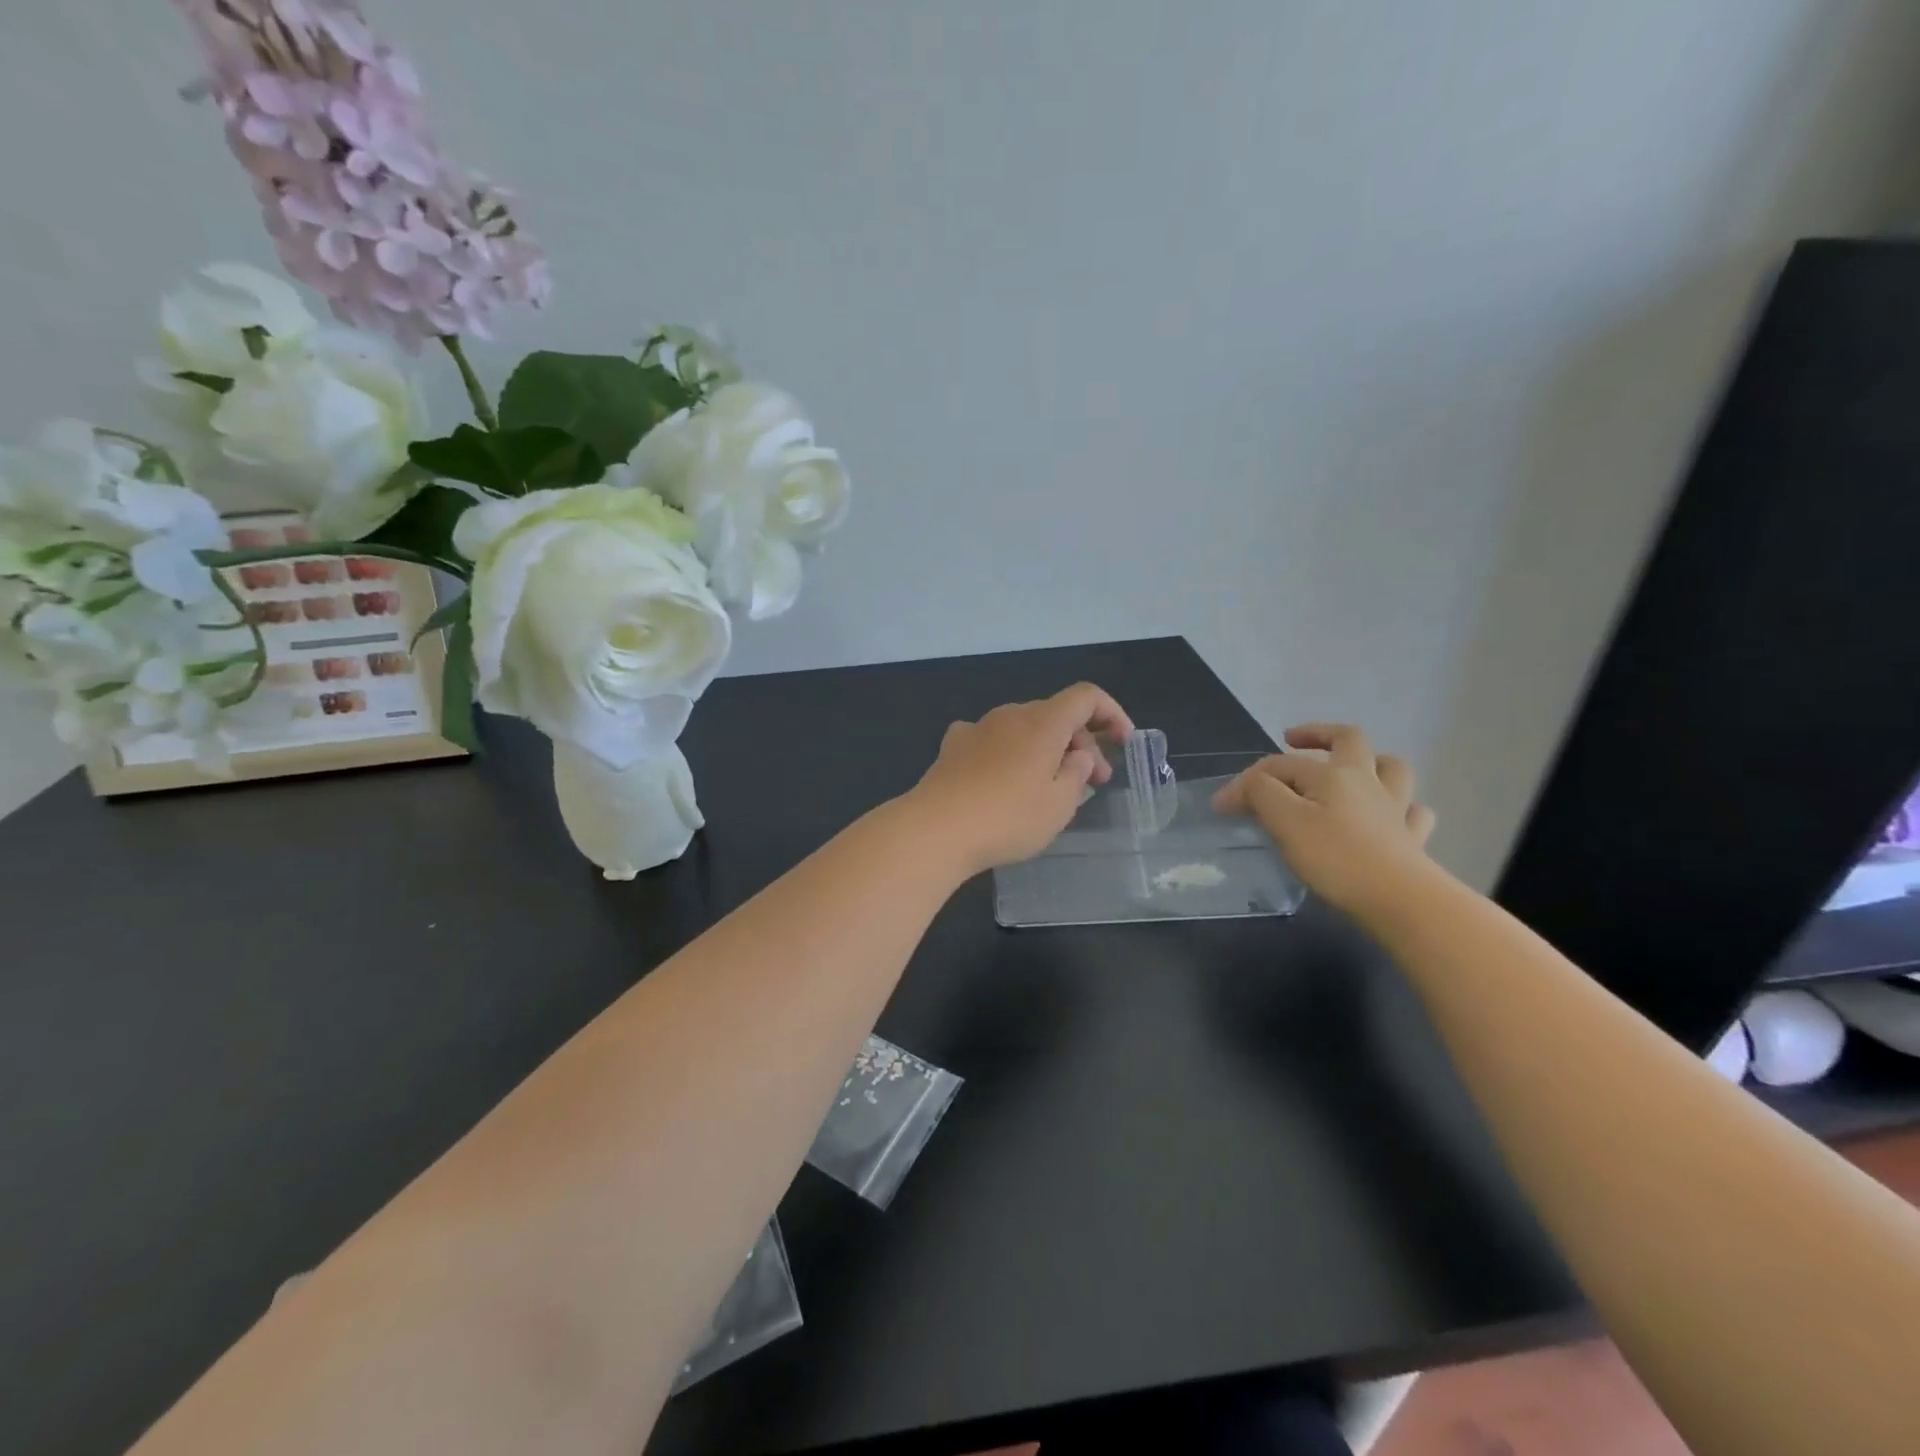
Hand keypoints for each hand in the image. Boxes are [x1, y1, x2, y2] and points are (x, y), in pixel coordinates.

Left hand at [908, 683, 1133, 873]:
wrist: (936, 829)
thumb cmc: (1008, 818)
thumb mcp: (1059, 804)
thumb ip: (1078, 774)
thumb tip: (1079, 756)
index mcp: (1043, 722)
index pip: (1086, 696)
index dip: (1111, 713)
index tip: (1123, 743)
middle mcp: (1010, 714)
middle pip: (1055, 714)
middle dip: (1081, 742)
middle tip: (1093, 782)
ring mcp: (977, 728)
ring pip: (1023, 727)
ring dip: (1045, 749)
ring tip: (1050, 786)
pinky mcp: (952, 747)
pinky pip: (992, 739)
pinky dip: (1009, 753)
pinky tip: (1003, 778)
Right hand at [1213, 723, 1436, 914]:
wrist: (1400, 899)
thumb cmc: (1336, 858)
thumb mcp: (1285, 822)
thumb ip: (1260, 795)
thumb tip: (1242, 788)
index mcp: (1332, 774)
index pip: (1279, 766)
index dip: (1246, 781)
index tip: (1221, 807)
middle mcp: (1366, 781)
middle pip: (1348, 739)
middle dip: (1318, 735)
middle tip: (1293, 742)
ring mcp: (1395, 809)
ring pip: (1391, 769)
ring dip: (1370, 762)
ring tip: (1350, 771)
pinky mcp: (1412, 839)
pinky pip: (1413, 813)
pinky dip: (1402, 809)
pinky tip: (1391, 817)